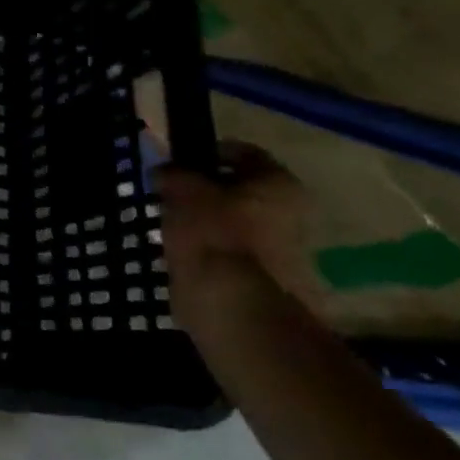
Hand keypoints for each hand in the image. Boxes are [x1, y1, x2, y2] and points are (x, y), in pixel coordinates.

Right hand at [158, 141, 315, 327]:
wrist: (235, 308)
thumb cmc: (213, 234)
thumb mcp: (181, 190)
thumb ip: (173, 174)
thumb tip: (166, 172)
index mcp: (278, 183)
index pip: (241, 152)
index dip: (206, 152)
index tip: (178, 162)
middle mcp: (293, 214)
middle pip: (242, 191)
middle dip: (207, 192)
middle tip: (172, 195)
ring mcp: (285, 253)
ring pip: (236, 224)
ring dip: (208, 224)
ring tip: (172, 227)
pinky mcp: (270, 284)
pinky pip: (233, 256)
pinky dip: (211, 253)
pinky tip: (184, 255)